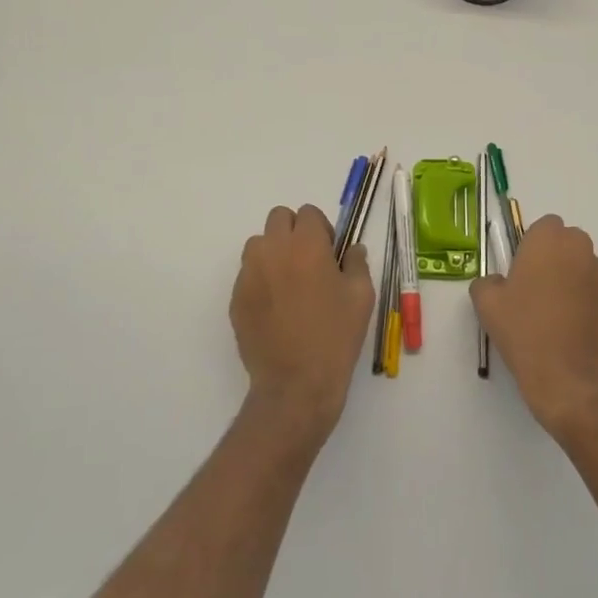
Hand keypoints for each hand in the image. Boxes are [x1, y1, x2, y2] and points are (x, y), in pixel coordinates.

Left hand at [232, 205, 375, 442]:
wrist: (296, 385)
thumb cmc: (335, 336)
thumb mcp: (361, 296)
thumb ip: (356, 263)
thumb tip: (352, 250)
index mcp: (307, 245)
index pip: (308, 213)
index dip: (321, 229)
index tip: (330, 254)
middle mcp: (273, 250)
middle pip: (278, 218)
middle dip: (294, 232)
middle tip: (309, 262)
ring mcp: (249, 274)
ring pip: (258, 244)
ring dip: (273, 252)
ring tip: (289, 284)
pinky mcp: (236, 298)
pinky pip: (247, 274)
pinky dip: (261, 280)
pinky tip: (276, 309)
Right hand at [470, 214, 597, 438]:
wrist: (569, 377)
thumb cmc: (525, 331)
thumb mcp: (487, 304)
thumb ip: (488, 282)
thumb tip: (498, 283)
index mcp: (549, 239)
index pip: (544, 226)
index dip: (533, 246)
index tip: (522, 271)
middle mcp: (581, 248)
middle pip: (568, 243)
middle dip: (555, 259)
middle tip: (537, 291)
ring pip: (585, 267)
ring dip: (574, 279)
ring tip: (558, 314)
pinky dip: (589, 302)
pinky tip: (575, 329)